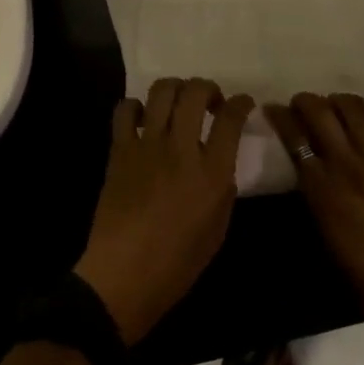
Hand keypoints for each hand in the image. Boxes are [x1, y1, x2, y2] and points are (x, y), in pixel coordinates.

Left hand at [74, 78, 253, 346]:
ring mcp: (147, 145)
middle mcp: (181, 150)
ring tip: (179, 103)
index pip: (231, 119)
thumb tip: (218, 159)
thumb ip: (222, 186)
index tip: (243, 103)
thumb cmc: (177, 263)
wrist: (123, 276)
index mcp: (212, 173)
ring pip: (162, 91)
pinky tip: (143, 121)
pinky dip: (137, 107)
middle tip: (211, 102)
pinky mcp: (120, 149)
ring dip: (176, 89)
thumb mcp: (218, 227)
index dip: (241, 103)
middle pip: (195, 92)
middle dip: (208, 88)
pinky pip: (126, 110)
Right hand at [267, 93, 363, 362]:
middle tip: (304, 105)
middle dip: (306, 101)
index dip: (280, 117)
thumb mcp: (329, 240)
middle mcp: (347, 165)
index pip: (294, 138)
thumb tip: (311, 175)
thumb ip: (317, 200)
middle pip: (319, 112)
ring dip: (340, 101)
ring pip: (354, 107)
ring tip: (339, 108)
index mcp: (322, 190)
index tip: (274, 109)